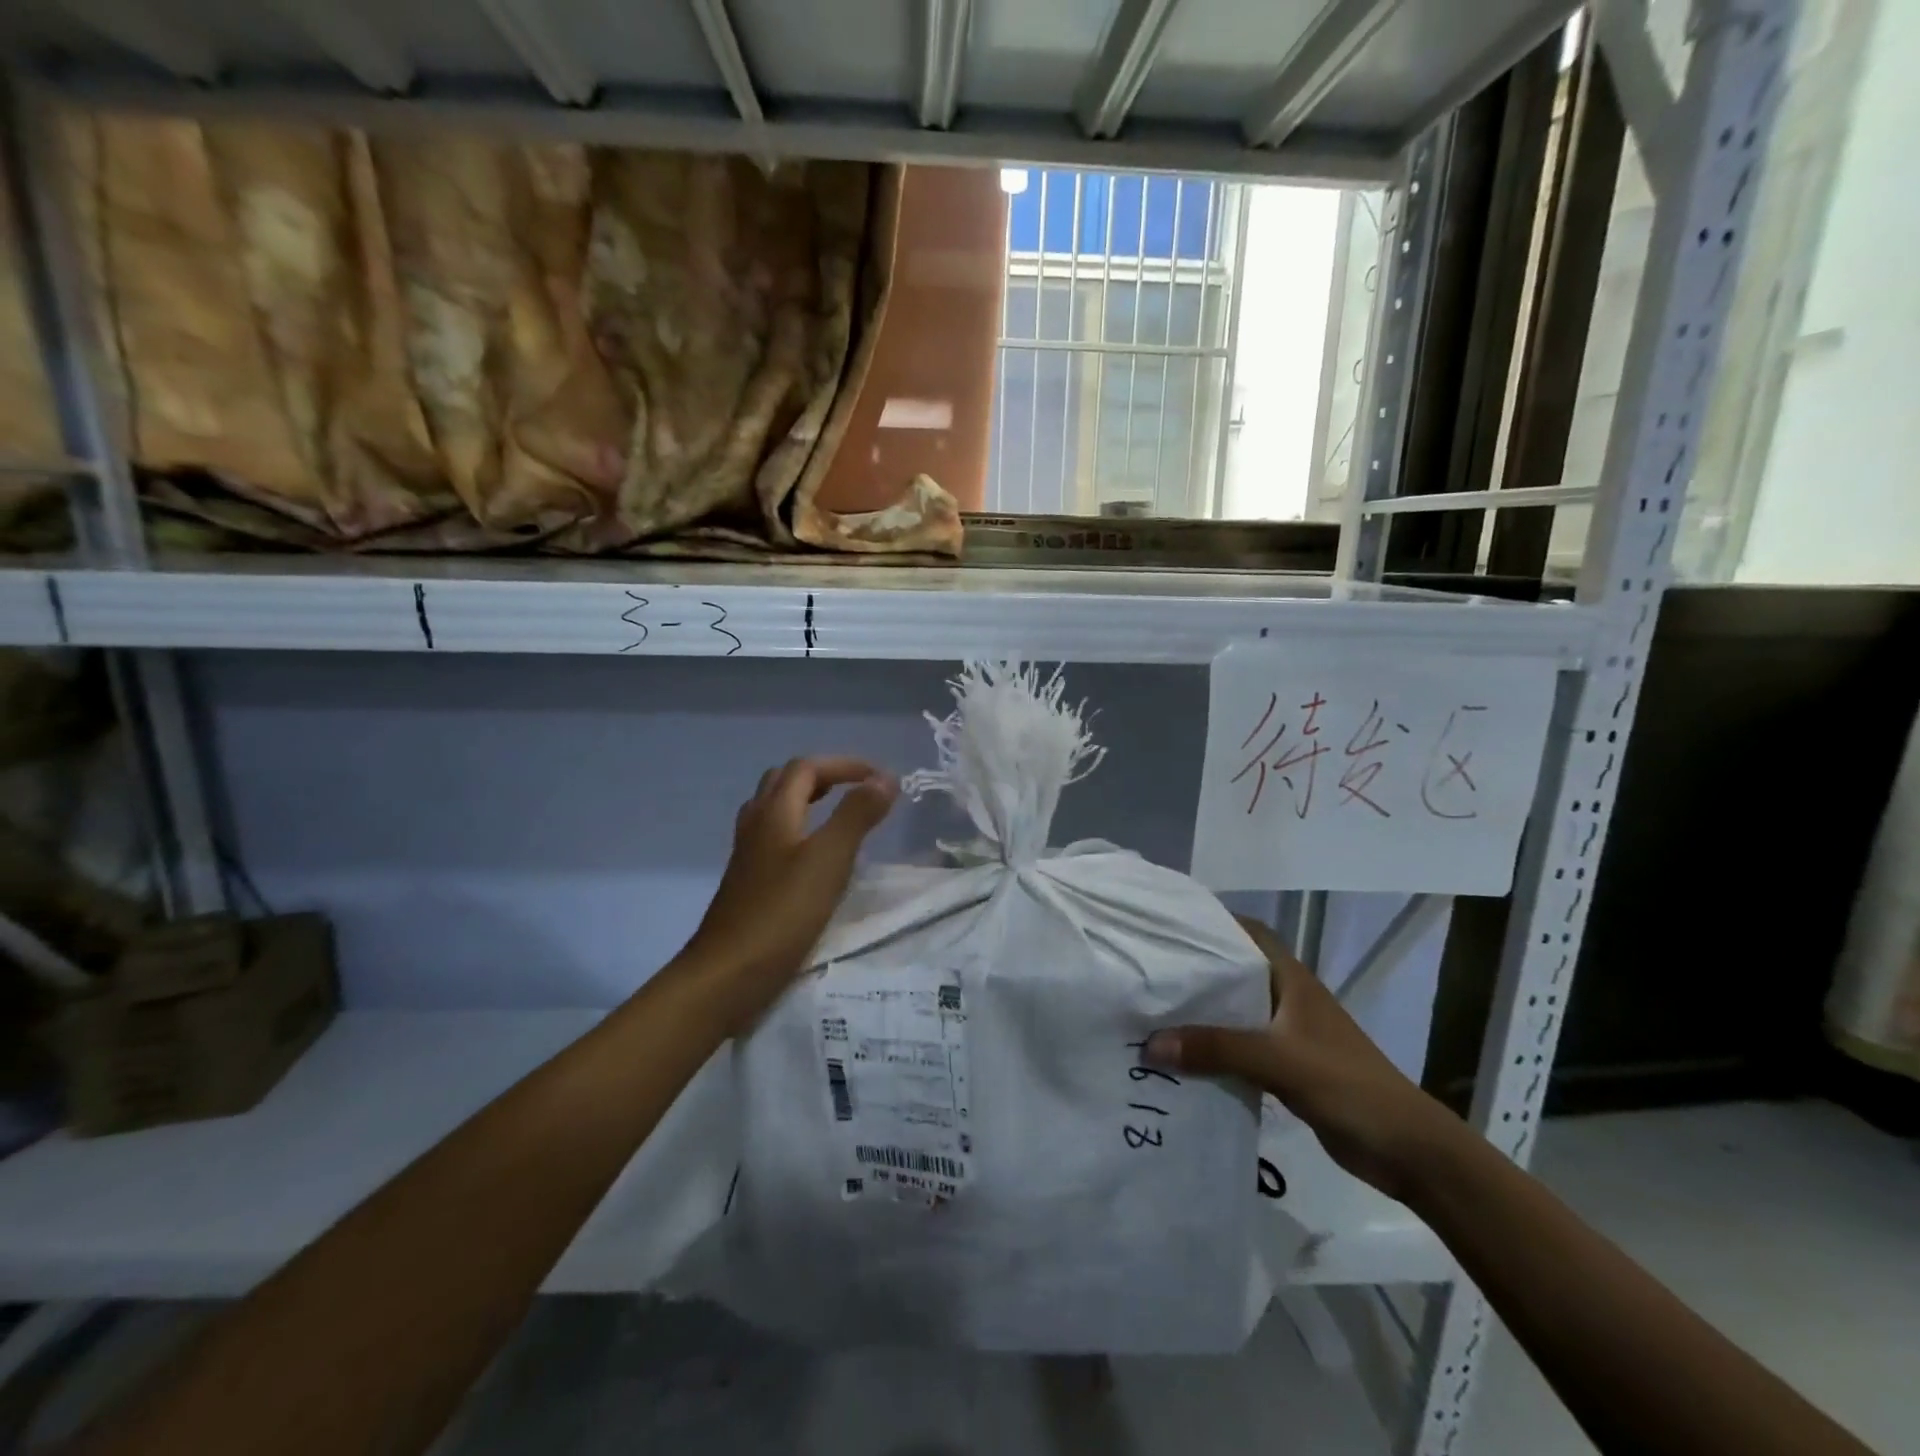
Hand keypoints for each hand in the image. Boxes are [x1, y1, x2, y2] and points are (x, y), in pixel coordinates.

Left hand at [682, 756, 896, 1025]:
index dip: (845, 765)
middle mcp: (756, 825)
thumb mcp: (828, 860)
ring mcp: (748, 855)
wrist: (726, 975)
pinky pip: (774, 839)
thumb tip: (885, 778)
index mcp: (773, 813)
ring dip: (808, 801)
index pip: (807, 767)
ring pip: (775, 810)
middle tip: (858, 790)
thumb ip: (857, 815)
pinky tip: (815, 858)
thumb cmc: (781, 914)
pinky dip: (799, 830)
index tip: (881, 779)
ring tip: (839, 815)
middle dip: (824, 776)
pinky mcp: (748, 883)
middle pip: (785, 782)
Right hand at [1145, 916, 1460, 1201]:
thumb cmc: (1348, 1086)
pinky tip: (1183, 1059)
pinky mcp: (1287, 1067)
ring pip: (1234, 1012)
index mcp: (1291, 979)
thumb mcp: (1279, 1060)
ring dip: (1201, 1014)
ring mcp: (1288, 1034)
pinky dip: (1213, 1050)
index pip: (1248, 932)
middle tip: (1149, 971)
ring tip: (1153, 1013)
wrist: (1408, 1151)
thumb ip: (1217, 1049)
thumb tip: (1150, 1044)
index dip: (1213, 922)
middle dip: (1196, 970)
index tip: (1170, 923)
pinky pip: (1239, 1048)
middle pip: (1234, 972)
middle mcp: (1287, 998)